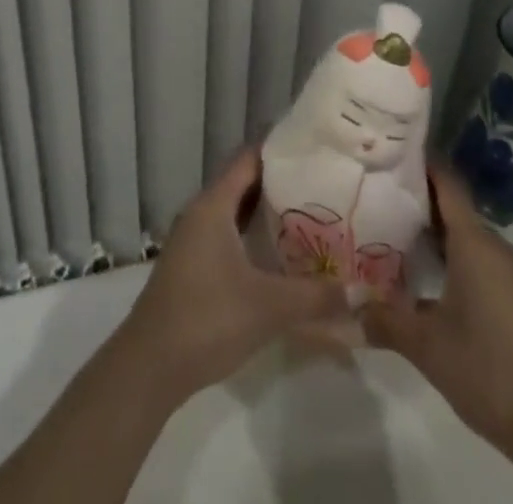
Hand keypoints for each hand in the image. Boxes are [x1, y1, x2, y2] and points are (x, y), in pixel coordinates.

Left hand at [114, 146, 346, 401]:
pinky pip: (226, 233)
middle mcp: (200, 212)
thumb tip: (361, 291)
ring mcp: (192, 239)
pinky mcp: (191, 265)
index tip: (312, 148)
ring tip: (308, 215)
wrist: (150, 364)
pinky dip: (251, 234)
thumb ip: (315, 297)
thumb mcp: (268, 307)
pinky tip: (277, 255)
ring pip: (234, 211)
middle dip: (279, 182)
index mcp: (213, 205)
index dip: (278, 149)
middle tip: (320, 184)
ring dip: (265, 211)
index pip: (248, 159)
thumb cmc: (208, 318)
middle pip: (242, 183)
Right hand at [360, 165, 512, 450]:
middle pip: (452, 206)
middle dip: (415, 198)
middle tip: (374, 193)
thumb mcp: (426, 347)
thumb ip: (384, 319)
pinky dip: (449, 256)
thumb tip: (346, 306)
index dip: (419, 162)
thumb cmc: (488, 370)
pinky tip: (423, 276)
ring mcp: (510, 274)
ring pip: (465, 235)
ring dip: (432, 231)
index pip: (446, 181)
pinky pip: (477, 259)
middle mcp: (494, 247)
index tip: (387, 151)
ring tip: (389, 230)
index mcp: (474, 243)